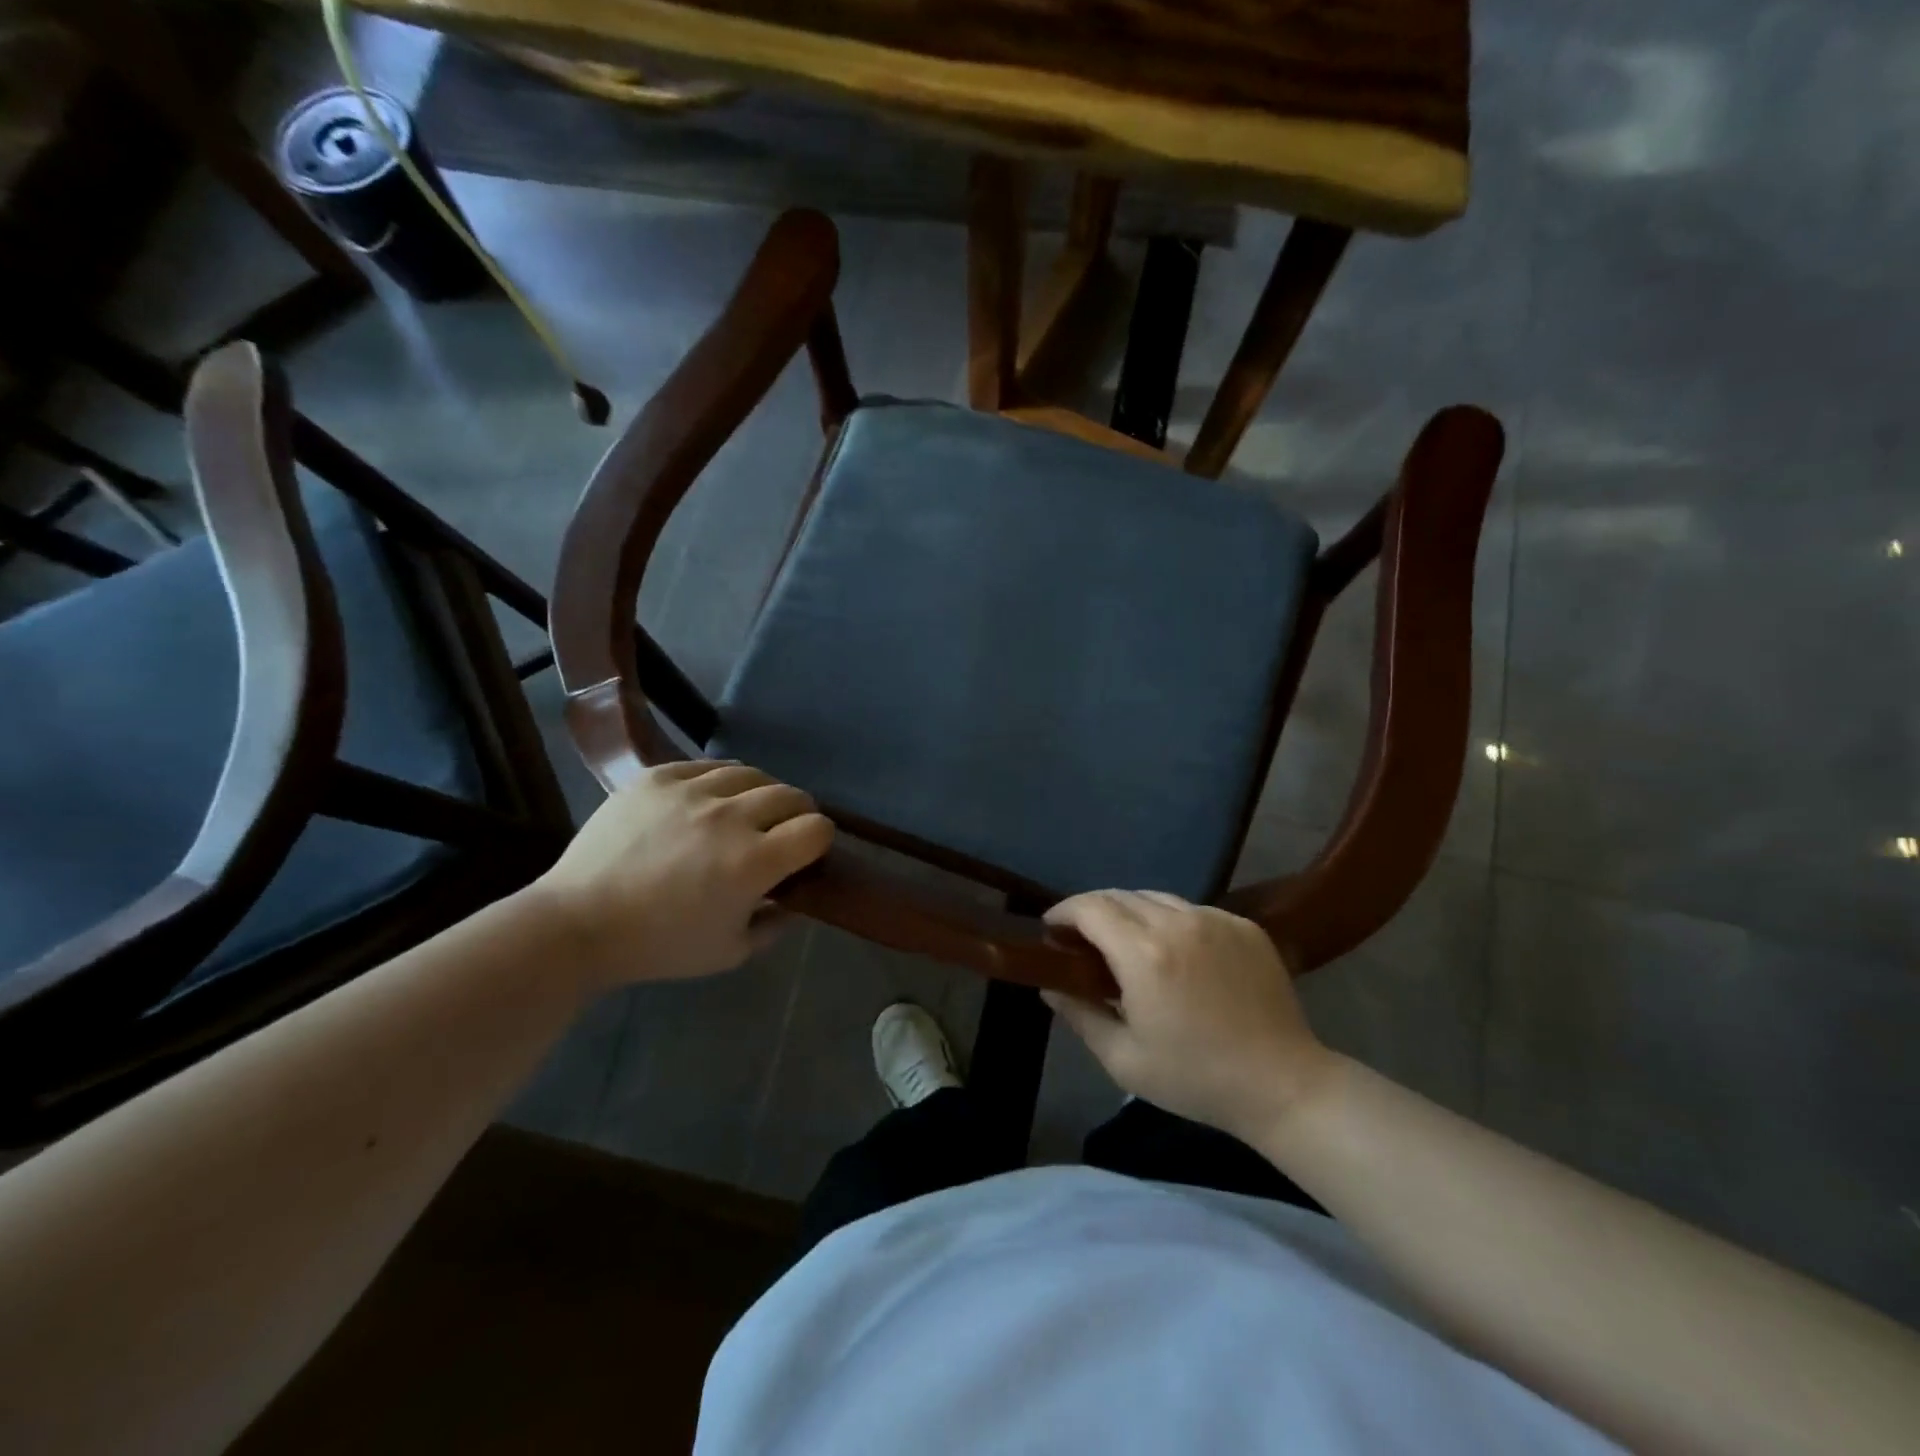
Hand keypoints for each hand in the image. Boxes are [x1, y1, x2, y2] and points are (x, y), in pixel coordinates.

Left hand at [534, 760, 832, 991]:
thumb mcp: (731, 952)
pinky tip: (708, 801)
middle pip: (791, 794)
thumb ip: (776, 924)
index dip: (819, 840)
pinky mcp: (658, 777)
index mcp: (754, 862)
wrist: (578, 923)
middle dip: (798, 813)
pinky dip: (720, 782)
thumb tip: (795, 899)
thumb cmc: (659, 946)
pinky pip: (707, 766)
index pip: (816, 829)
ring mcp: (691, 791)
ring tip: (746, 811)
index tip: (806, 854)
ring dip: (761, 793)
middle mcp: (730, 817)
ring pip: (751, 773)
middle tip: (781, 832)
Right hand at [1041, 891, 1337, 1142]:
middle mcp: (1178, 923)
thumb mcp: (1123, 1059)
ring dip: (1130, 912)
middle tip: (1081, 940)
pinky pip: (1192, 909)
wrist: (1282, 1084)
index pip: (1090, 907)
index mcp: (1144, 955)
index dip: (1063, 912)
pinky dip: (1170, 921)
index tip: (1051, 930)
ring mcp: (1215, 919)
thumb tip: (1050, 987)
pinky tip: (1174, 952)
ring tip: (1125, 943)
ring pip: (1156, 897)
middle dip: (1092, 911)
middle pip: (1119, 895)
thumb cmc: (1195, 1078)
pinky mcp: (1243, 925)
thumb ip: (1080, 1015)